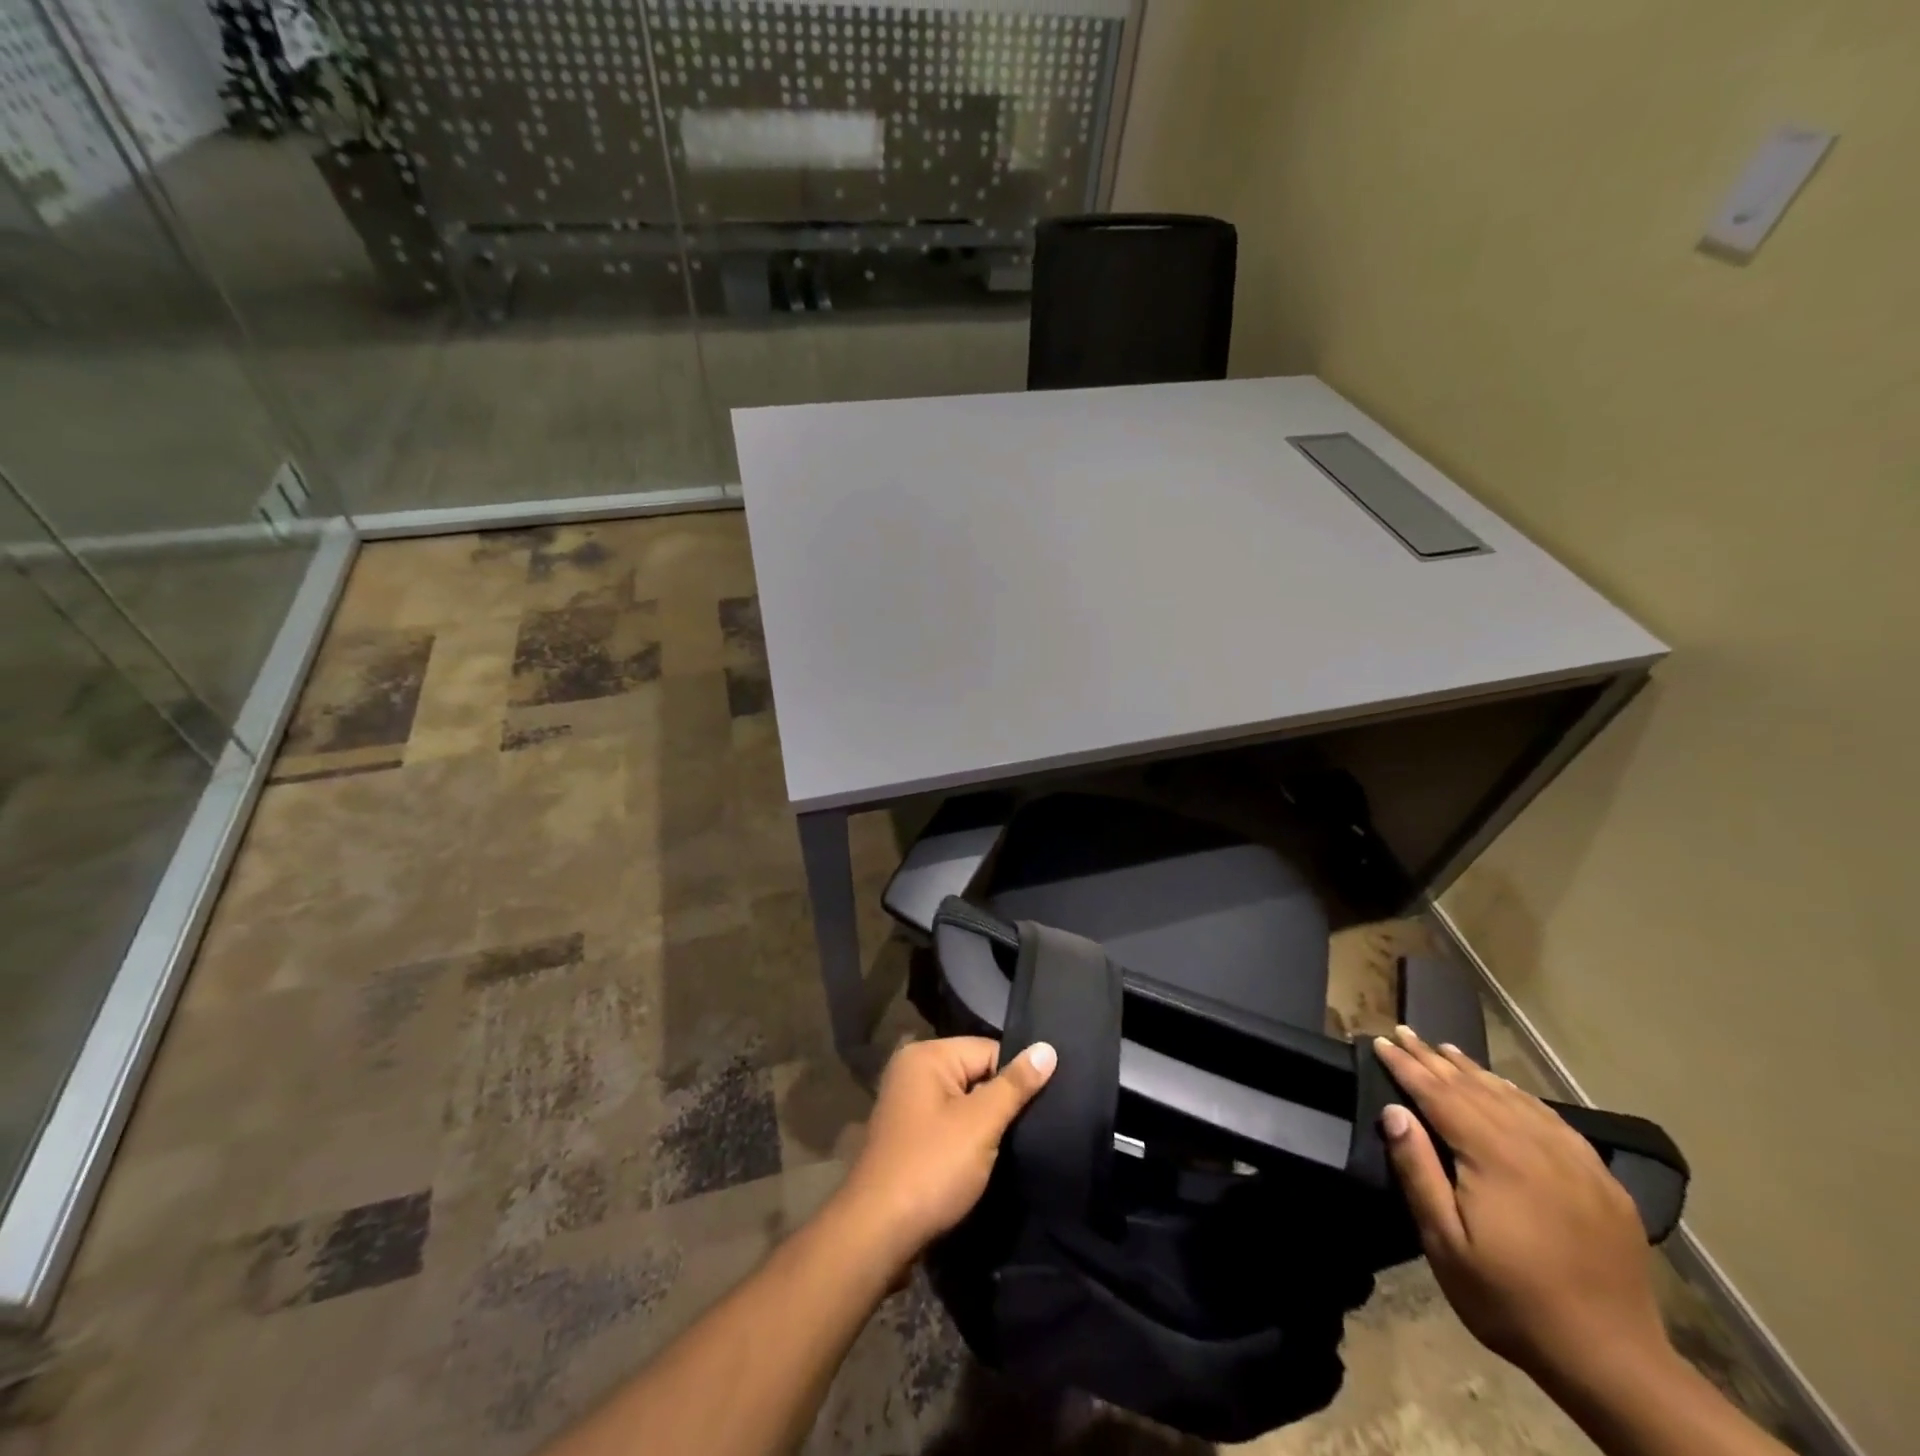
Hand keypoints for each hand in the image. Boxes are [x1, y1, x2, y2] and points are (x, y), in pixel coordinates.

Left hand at [830, 1036, 1056, 1277]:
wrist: (877, 1234)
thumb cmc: (931, 1168)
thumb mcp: (980, 1124)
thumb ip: (1015, 1085)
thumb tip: (1048, 1048)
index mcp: (926, 1056)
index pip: (989, 1049)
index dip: (1016, 1078)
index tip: (1044, 1106)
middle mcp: (913, 1071)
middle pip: (977, 1073)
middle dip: (1002, 1102)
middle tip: (1036, 1128)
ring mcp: (909, 1105)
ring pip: (965, 1102)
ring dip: (987, 1124)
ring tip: (1017, 1145)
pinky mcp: (910, 1136)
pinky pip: (951, 1124)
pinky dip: (969, 1139)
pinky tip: (988, 1159)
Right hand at [1373, 1026, 1669, 1389]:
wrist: (1614, 1360)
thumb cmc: (1511, 1300)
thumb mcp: (1446, 1243)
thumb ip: (1418, 1171)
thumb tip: (1394, 1111)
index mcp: (1494, 1156)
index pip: (1439, 1094)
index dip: (1406, 1066)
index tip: (1379, 1040)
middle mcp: (1534, 1144)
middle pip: (1474, 1087)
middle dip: (1433, 1058)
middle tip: (1403, 1031)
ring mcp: (1573, 1160)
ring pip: (1513, 1097)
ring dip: (1474, 1070)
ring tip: (1445, 1049)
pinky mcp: (1599, 1180)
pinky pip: (1551, 1119)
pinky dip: (1520, 1095)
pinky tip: (1507, 1088)